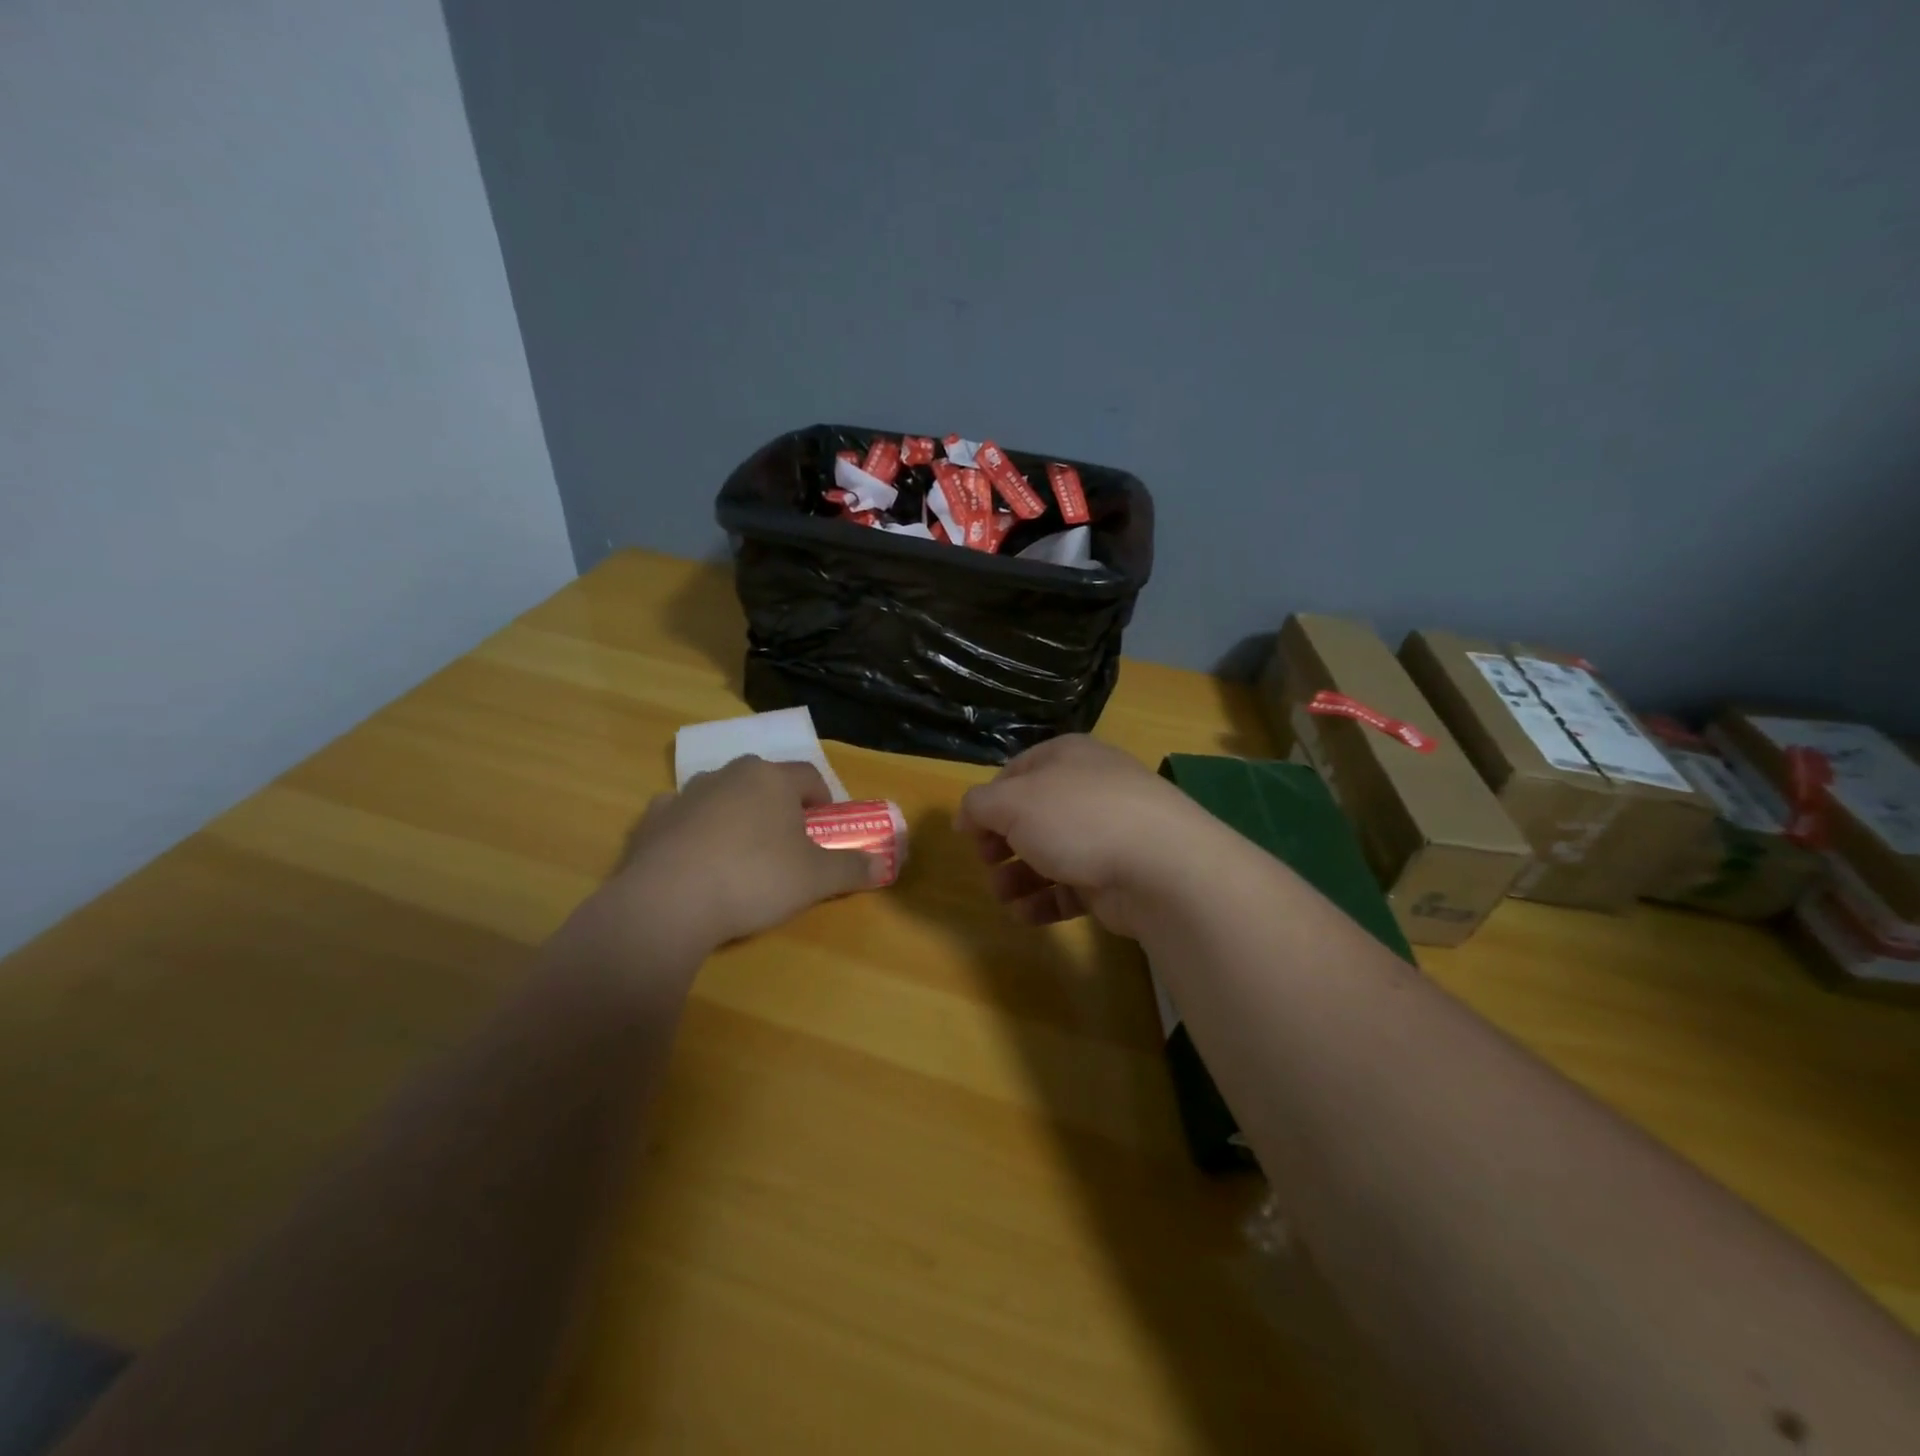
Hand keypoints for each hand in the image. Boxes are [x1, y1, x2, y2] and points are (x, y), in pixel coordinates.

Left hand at [609, 756, 880, 951]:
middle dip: (780, 807)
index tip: (827, 828)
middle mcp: (729, 774)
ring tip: (743, 857)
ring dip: (738, 816)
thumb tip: (883, 864)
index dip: (825, 800)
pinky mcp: (652, 820)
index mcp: (772, 778)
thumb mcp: (817, 879)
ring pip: (724, 797)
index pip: (810, 777)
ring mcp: (686, 794)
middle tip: (788, 844)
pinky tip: (698, 862)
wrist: (668, 902)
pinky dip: (695, 832)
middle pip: (765, 782)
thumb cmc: (755, 878)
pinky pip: (684, 818)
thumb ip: (852, 868)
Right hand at [955, 736, 1233, 937]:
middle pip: (1032, 816)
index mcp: (1066, 757)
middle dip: (1002, 844)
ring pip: (1051, 853)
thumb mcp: (1013, 802)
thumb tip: (966, 816)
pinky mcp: (1118, 874)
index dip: (987, 802)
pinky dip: (1047, 900)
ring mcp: (1108, 832)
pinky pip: (1073, 886)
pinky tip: (1027, 915)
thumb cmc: (1078, 818)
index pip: (1015, 773)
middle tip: (986, 864)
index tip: (968, 833)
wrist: (1161, 865)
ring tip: (1003, 898)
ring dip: (1019, 877)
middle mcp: (1088, 788)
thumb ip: (979, 805)